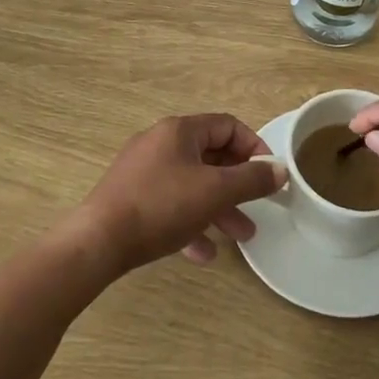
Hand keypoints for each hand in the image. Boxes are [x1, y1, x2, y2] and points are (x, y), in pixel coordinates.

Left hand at [76, 113, 286, 274]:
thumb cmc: (161, 206)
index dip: (253, 147)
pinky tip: (203, 253)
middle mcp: (161, 143)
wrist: (97, 242)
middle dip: (238, 184)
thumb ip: (251, 179)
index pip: (227, 126)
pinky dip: (190, 223)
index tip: (269, 174)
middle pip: (210, 157)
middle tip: (259, 207)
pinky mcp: (130, 199)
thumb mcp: (215, 191)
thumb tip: (280, 169)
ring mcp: (142, 172)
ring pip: (192, 184)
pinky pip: (170, 205)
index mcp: (180, 131)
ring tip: (241, 236)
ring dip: (218, 208)